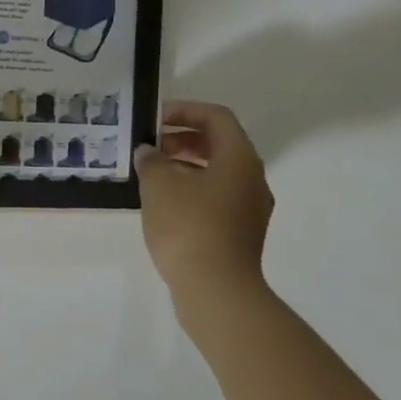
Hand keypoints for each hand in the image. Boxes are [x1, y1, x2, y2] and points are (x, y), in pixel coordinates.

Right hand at [136, 100, 273, 299]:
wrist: (216, 289)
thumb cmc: (188, 226)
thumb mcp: (159, 186)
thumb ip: (151, 161)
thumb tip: (149, 152)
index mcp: (239, 158)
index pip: (216, 118)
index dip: (185, 110)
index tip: (155, 118)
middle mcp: (252, 178)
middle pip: (219, 144)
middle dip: (183, 138)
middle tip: (150, 145)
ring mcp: (249, 207)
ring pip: (217, 172)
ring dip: (184, 165)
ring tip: (151, 173)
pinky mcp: (239, 231)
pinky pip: (216, 196)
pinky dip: (191, 189)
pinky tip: (163, 203)